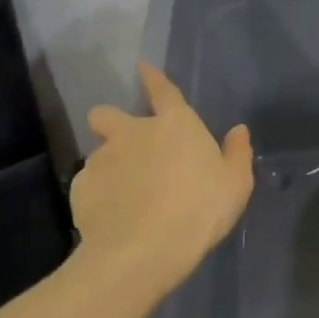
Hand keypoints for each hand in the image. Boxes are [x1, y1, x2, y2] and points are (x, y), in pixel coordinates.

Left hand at [72, 62, 253, 295]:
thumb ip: (237, 154)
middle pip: (107, 114)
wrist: (143, 250)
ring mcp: (102, 159)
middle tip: (126, 148)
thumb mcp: (235, 184)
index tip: (142, 66)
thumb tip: (238, 131)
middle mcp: (133, 132)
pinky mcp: (80, 188)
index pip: (162, 89)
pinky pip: (89, 184)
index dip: (152, 77)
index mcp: (175, 125)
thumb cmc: (200, 210)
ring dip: (110, 166)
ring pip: (99, 153)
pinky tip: (112, 216)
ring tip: (124, 196)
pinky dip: (99, 195)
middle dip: (111, 123)